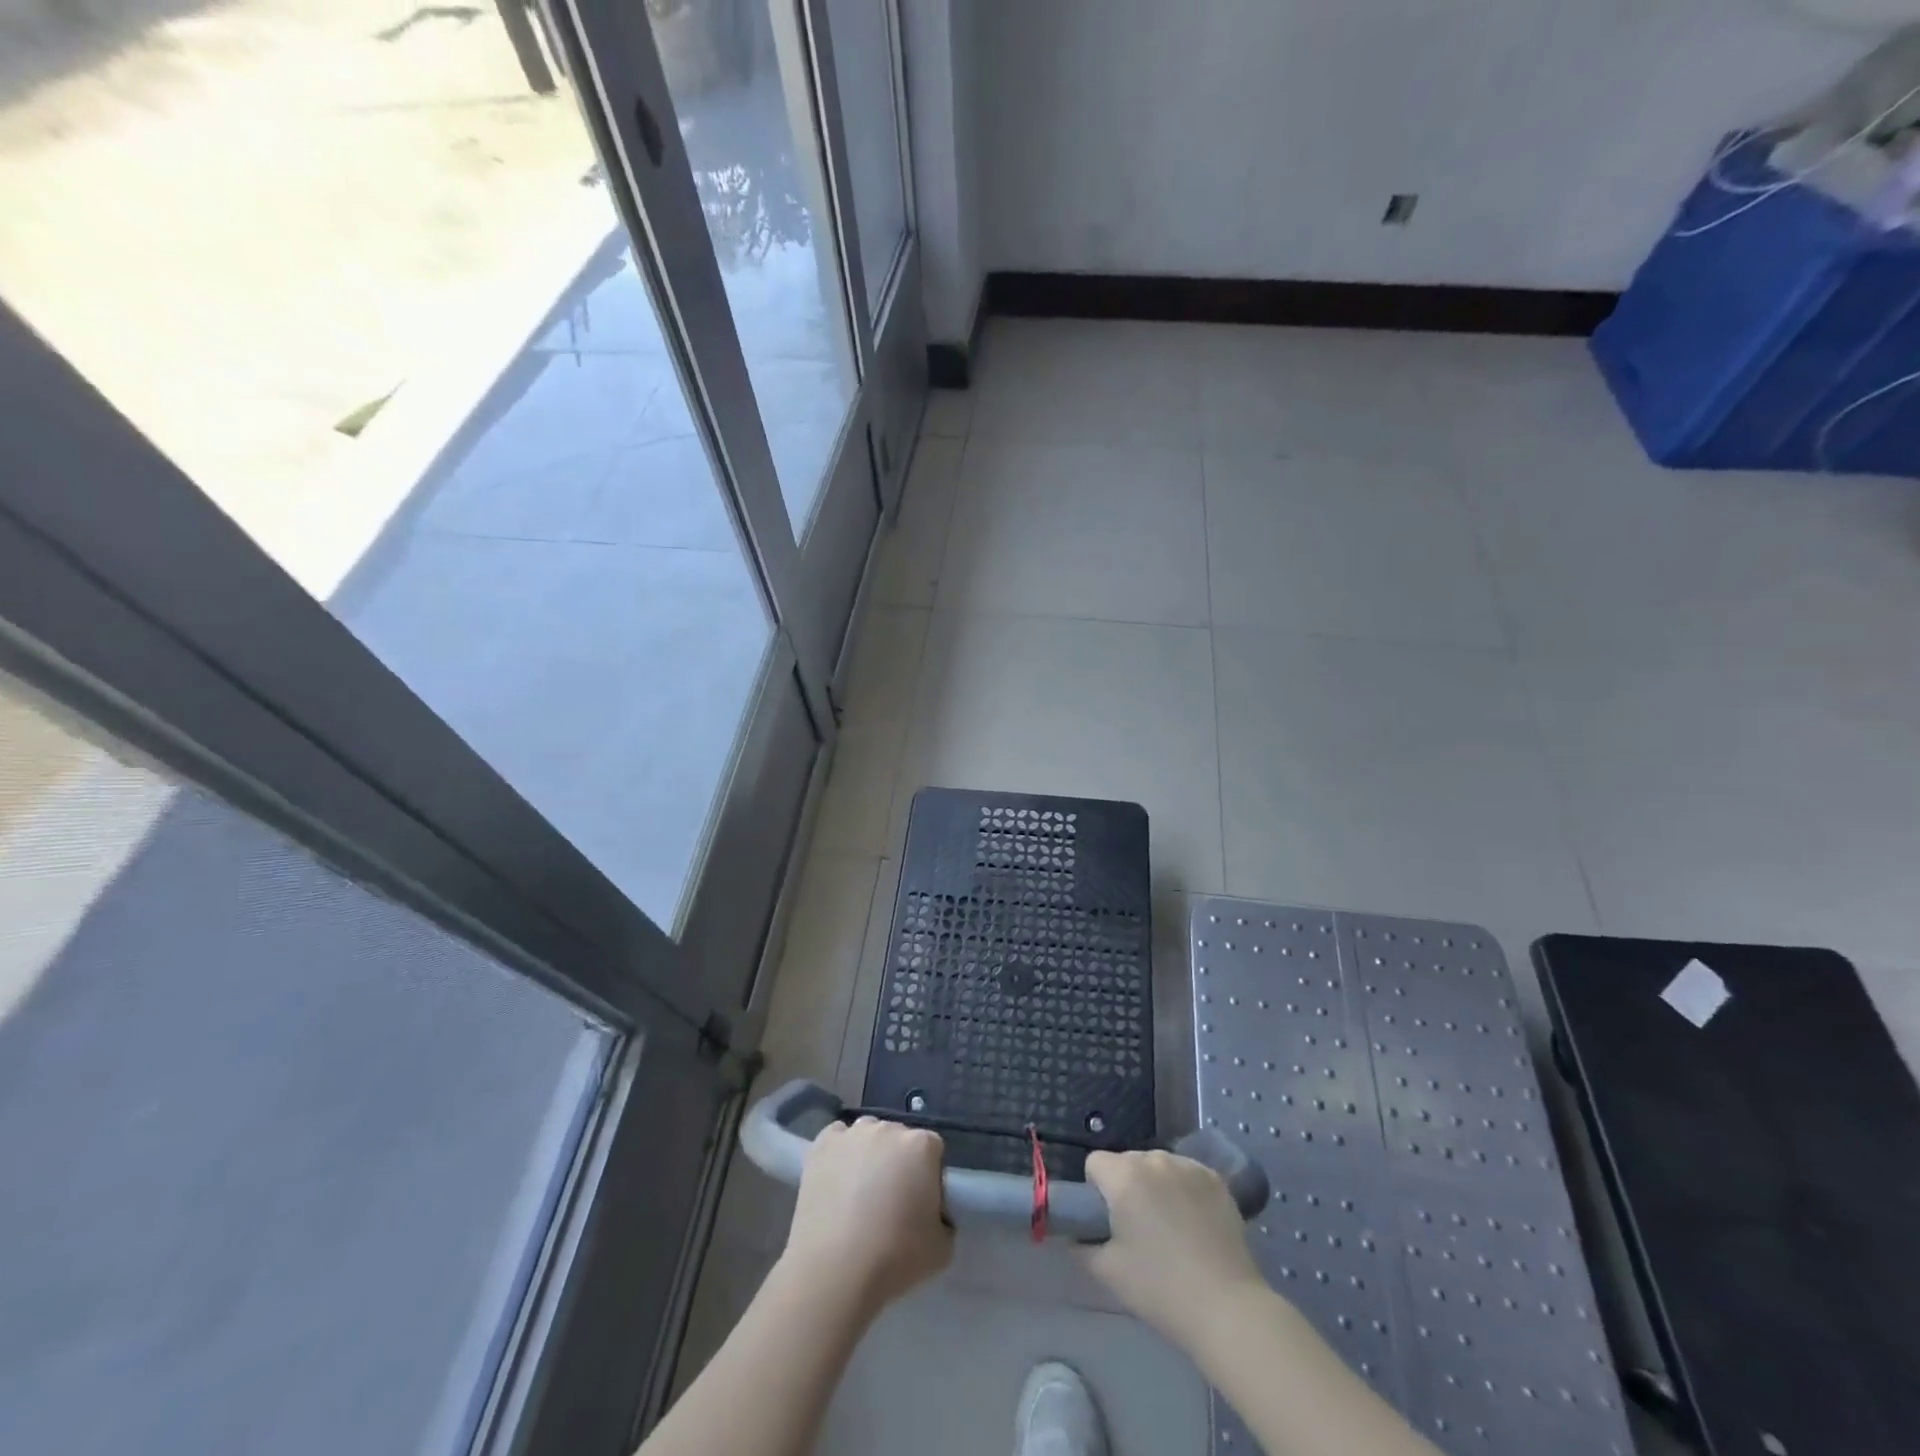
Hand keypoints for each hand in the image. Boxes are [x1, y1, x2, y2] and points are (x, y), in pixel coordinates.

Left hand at [779, 1117, 952, 1316]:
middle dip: (899, 1162)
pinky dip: (839, 1152)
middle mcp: (889, 1128)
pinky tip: (837, 1179)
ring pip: (868, 1135)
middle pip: (900, 1139)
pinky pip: (837, 1137)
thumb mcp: (943, 1248)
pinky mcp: (822, 1144)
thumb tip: (934, 1213)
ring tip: (859, 1192)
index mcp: (922, 1146)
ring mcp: (853, 1133)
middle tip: (891, 1200)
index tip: (921, 1203)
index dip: (929, 1176)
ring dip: (869, 1154)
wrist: (834, 1270)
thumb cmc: (895, 1257)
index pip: (933, 1151)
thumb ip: (946, 1220)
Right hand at [1079, 1150, 1264, 1347]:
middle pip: (1127, 1161)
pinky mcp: (1216, 1179)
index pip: (1095, 1163)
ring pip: (1158, 1165)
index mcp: (1124, 1176)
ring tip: (1170, 1226)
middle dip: (1126, 1185)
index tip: (1108, 1221)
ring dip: (1155, 1185)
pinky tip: (1194, 1222)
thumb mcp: (1108, 1273)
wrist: (1227, 1308)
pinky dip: (1183, 1189)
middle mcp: (1154, 1160)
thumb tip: (1075, 1235)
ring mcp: (1188, 1166)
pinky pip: (1187, 1173)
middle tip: (1138, 1228)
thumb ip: (1081, 1247)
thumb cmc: (1160, 1289)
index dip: (1096, 1190)